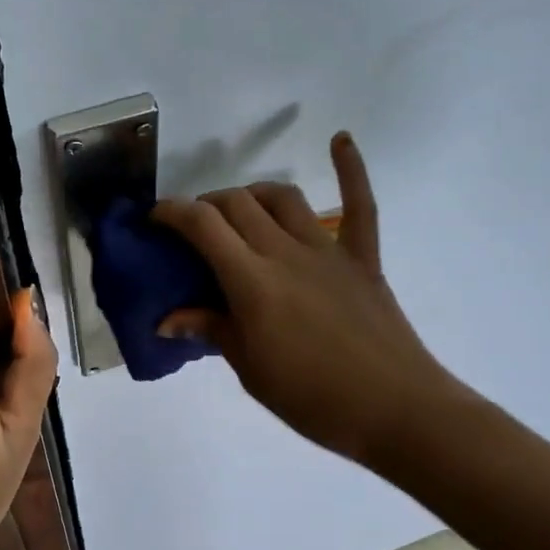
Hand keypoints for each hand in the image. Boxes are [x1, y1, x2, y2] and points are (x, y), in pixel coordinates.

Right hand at [152, 132, 468, 467]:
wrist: (394, 410)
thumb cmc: (312, 398)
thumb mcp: (250, 369)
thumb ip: (211, 330)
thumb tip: (166, 319)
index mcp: (252, 282)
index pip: (203, 226)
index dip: (172, 212)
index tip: (155, 218)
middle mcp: (285, 252)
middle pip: (237, 204)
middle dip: (207, 205)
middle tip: (194, 228)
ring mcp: (328, 250)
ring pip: (282, 198)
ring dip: (253, 194)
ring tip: (240, 210)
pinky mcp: (362, 258)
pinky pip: (360, 204)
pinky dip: (351, 168)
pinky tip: (340, 139)